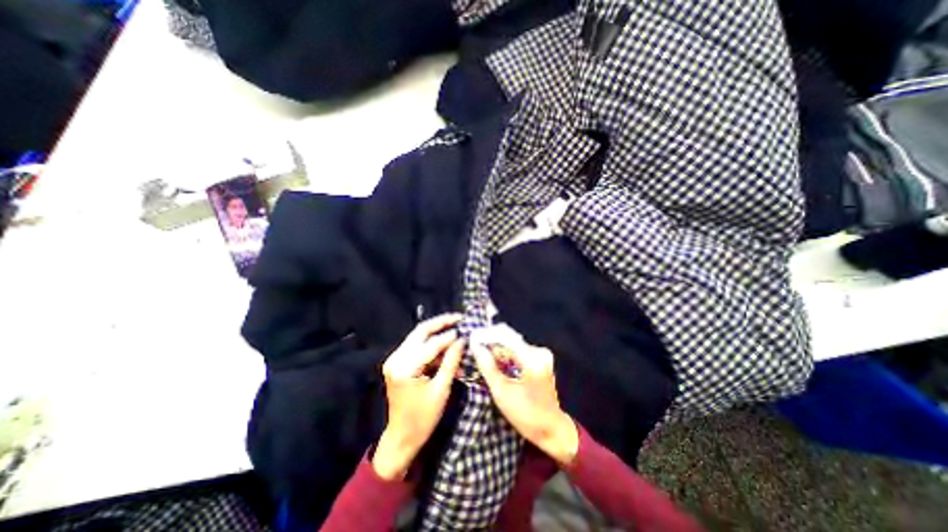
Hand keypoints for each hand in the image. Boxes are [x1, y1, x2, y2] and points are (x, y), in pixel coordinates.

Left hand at [376, 313, 466, 480]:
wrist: (401, 437)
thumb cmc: (423, 418)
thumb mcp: (441, 390)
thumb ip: (451, 362)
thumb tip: (462, 340)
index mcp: (405, 368)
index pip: (431, 344)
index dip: (449, 336)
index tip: (465, 329)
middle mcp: (396, 359)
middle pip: (420, 331)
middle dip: (440, 322)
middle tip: (458, 317)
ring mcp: (394, 360)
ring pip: (418, 336)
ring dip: (437, 333)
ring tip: (455, 330)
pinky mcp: (397, 363)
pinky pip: (417, 346)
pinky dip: (432, 345)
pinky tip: (446, 348)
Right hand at [474, 341, 578, 464]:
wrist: (551, 429)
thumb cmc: (526, 414)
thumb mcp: (502, 392)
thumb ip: (487, 366)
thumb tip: (475, 346)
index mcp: (532, 357)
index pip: (505, 336)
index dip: (487, 335)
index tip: (471, 338)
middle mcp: (538, 351)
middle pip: (509, 338)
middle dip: (490, 341)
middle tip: (474, 347)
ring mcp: (540, 355)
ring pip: (512, 344)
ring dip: (496, 348)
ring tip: (480, 353)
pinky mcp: (538, 360)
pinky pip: (517, 351)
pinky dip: (504, 355)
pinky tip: (494, 361)